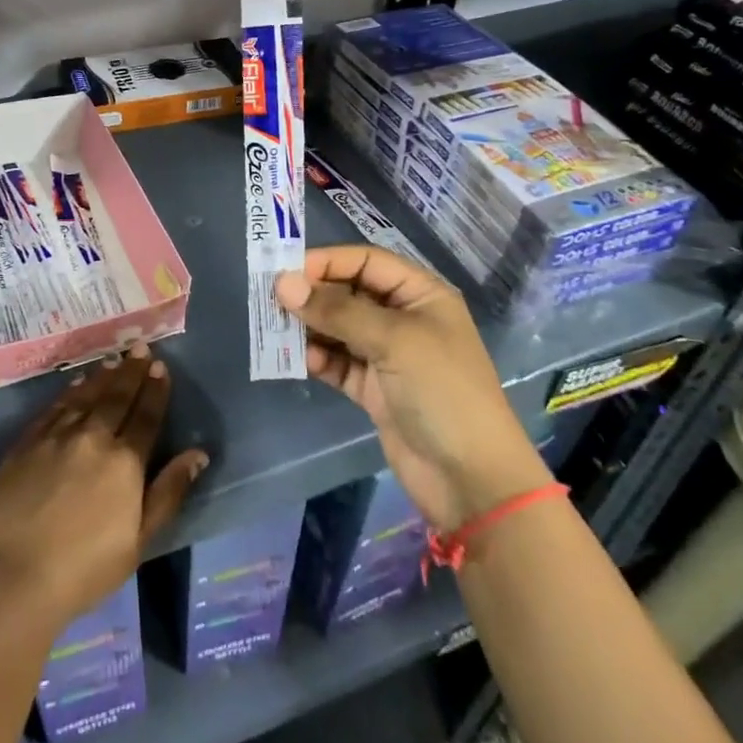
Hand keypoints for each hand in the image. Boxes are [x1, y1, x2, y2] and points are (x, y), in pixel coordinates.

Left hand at [0, 344, 207, 629]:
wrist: (12, 576)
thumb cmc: (83, 569)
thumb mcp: (138, 541)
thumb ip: (168, 492)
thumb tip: (198, 454)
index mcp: (124, 463)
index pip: (145, 417)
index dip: (155, 391)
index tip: (161, 368)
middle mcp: (92, 438)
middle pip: (116, 398)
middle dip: (131, 372)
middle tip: (140, 348)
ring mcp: (55, 438)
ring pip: (84, 397)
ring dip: (101, 377)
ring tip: (113, 361)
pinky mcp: (25, 444)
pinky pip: (53, 408)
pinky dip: (68, 393)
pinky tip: (75, 385)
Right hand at [276, 246, 550, 530]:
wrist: (471, 480)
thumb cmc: (442, 392)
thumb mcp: (393, 341)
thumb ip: (337, 310)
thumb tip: (283, 284)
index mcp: (421, 295)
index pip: (366, 261)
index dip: (327, 261)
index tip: (284, 270)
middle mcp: (403, 319)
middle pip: (349, 292)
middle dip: (312, 294)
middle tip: (271, 300)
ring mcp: (387, 355)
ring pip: (338, 328)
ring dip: (309, 326)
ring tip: (276, 328)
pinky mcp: (374, 389)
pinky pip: (337, 362)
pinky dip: (318, 357)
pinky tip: (299, 358)